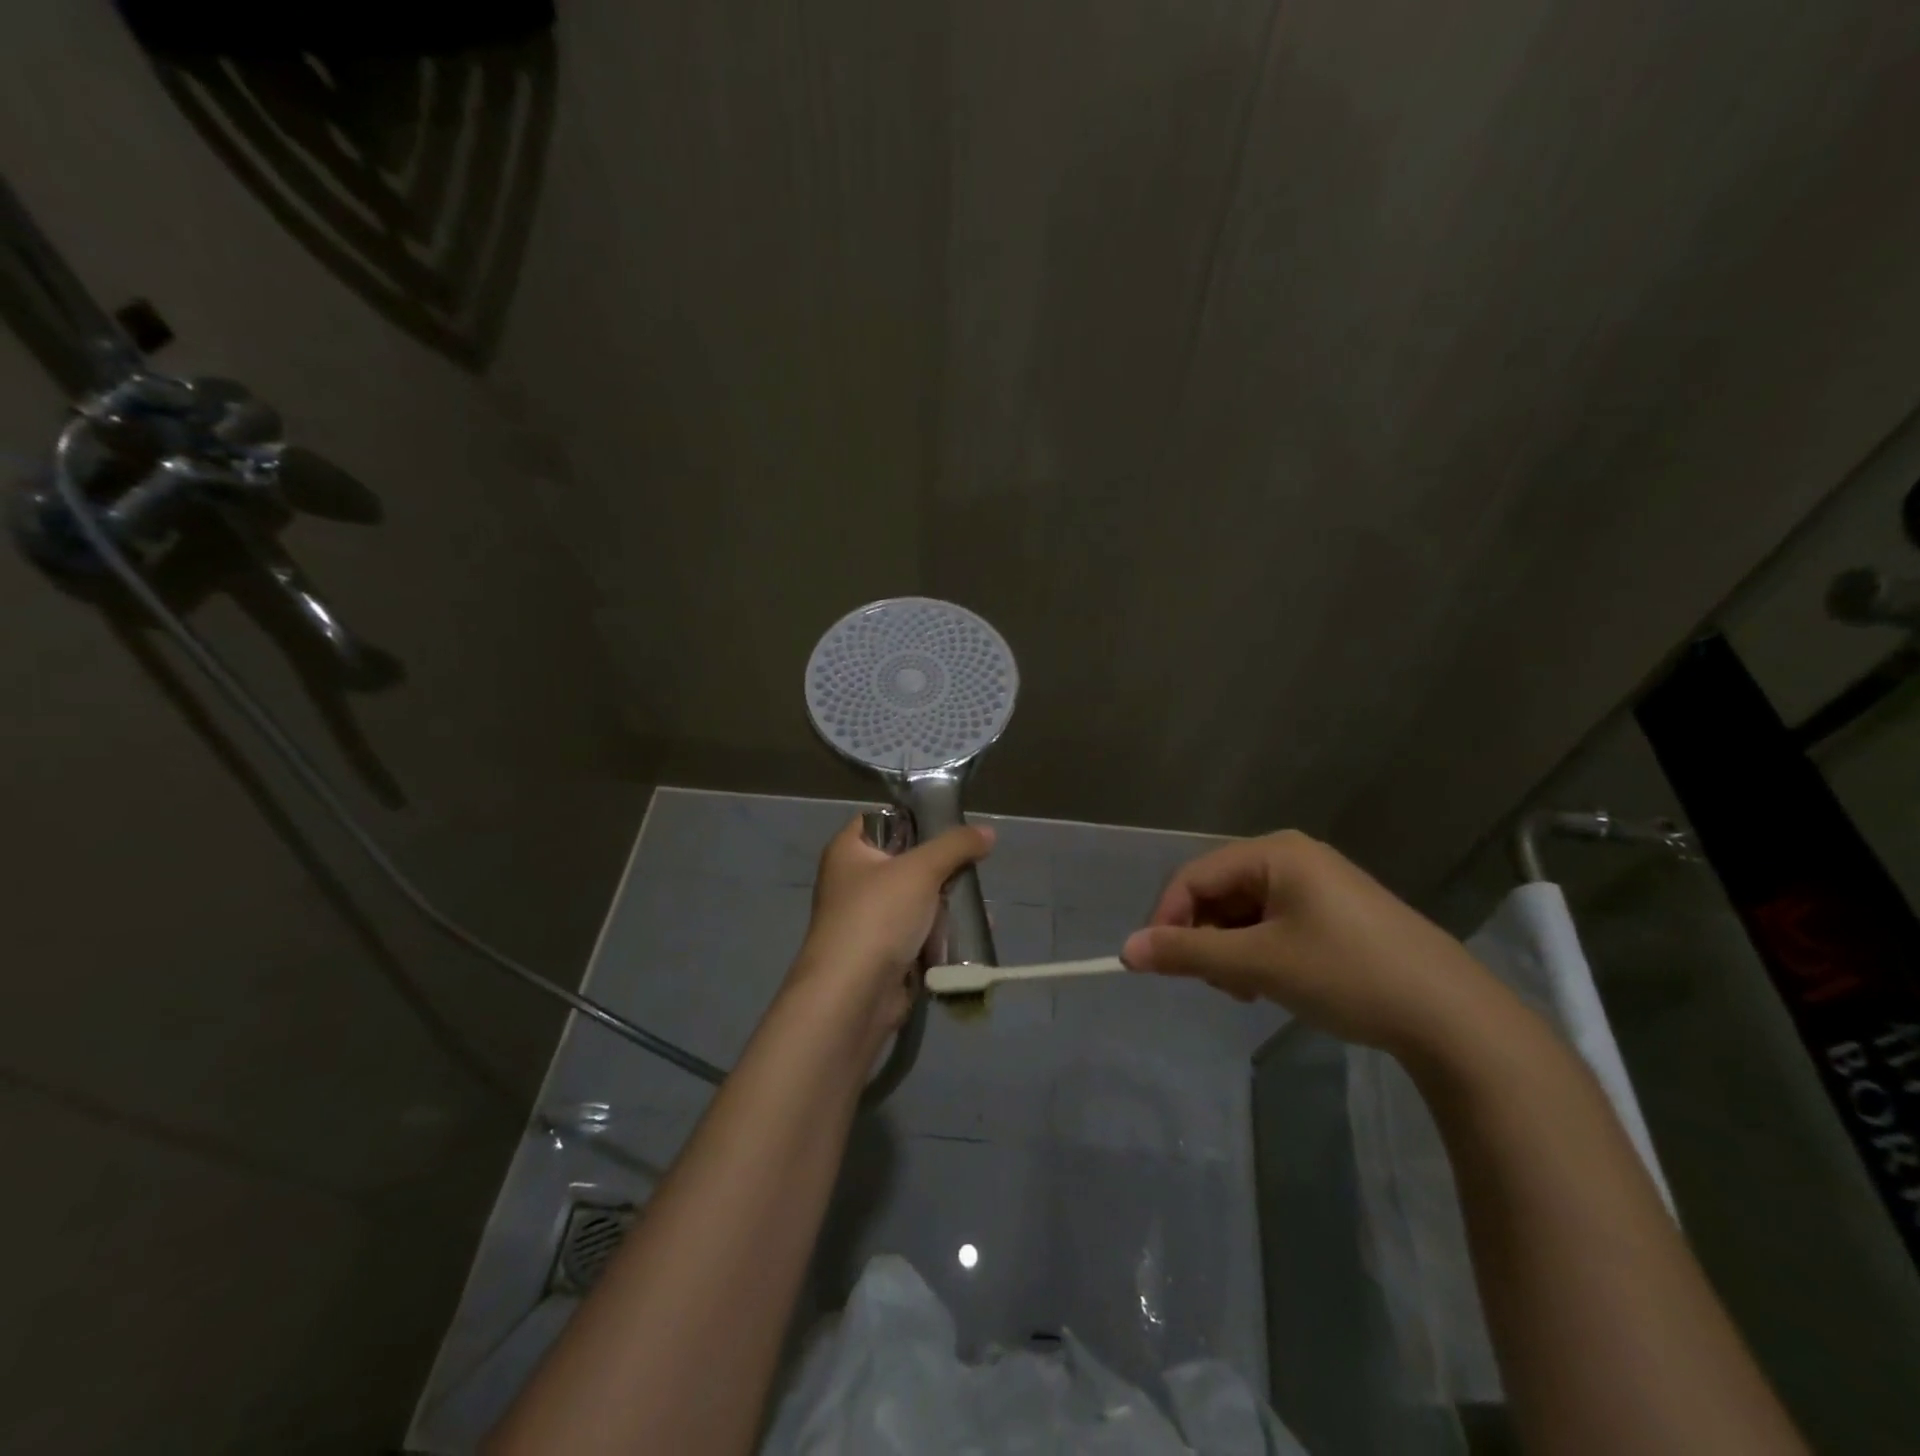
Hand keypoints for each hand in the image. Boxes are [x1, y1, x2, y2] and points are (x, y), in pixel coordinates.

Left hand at [788, 815, 994, 1053]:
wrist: (853, 997)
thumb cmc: (878, 916)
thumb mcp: (921, 869)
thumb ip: (956, 845)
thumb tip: (987, 832)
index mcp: (848, 850)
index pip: (884, 819)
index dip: (917, 818)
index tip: (953, 825)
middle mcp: (854, 881)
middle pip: (907, 860)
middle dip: (943, 867)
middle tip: (973, 868)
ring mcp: (868, 919)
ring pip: (918, 899)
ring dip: (948, 903)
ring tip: (978, 904)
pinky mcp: (884, 953)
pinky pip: (920, 933)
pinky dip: (943, 933)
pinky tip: (972, 932)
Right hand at [1121, 830, 1507, 1056]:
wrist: (1453, 1018)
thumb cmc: (1347, 974)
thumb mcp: (1259, 964)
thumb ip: (1188, 954)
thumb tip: (1126, 951)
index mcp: (1274, 852)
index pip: (1194, 876)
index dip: (1166, 919)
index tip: (1154, 965)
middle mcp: (1292, 856)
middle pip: (1218, 892)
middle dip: (1206, 939)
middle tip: (1220, 986)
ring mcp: (1317, 884)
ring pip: (1244, 912)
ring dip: (1232, 951)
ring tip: (1251, 990)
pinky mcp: (1334, 913)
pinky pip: (1273, 923)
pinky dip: (1260, 952)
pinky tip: (1275, 983)